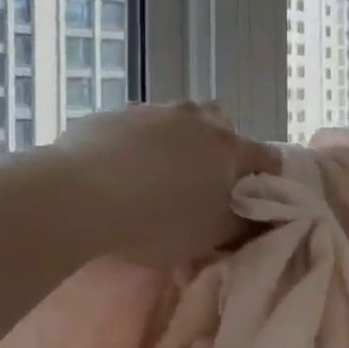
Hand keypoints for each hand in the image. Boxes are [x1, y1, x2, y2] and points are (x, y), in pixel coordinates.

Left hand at [56, 101, 279, 267]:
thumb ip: (241, 226)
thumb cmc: (157, 221)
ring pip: (179, 120)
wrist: (82, 194)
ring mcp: (154, 111)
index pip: (267, 157)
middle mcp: (197, 119)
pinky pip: (138, 126)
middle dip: (219, 150)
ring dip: (177, 141)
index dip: (266, 177)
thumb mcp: (207, 236)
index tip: (254, 197)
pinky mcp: (115, 113)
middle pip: (222, 126)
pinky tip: (121, 168)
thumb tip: (258, 220)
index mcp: (228, 149)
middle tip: (204, 183)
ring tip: (160, 173)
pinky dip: (139, 143)